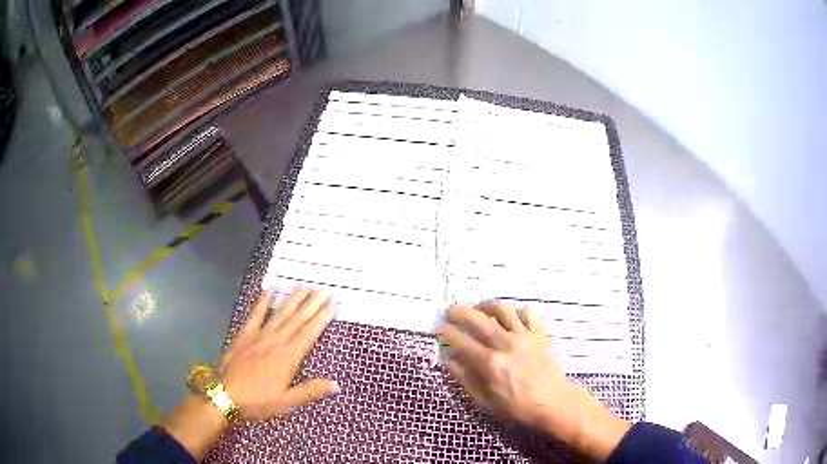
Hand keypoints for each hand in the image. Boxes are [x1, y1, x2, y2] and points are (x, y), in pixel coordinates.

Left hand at [221, 287, 338, 417]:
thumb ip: (310, 391)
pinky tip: (269, 291)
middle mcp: (275, 342)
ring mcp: (259, 336)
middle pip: (297, 320)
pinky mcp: (244, 335)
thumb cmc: (258, 400)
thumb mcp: (286, 402)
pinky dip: (262, 302)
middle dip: (311, 304)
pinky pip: (255, 315)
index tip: (332, 304)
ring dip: (292, 300)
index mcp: (288, 358)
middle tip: (323, 289)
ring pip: (279, 314)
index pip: (308, 334)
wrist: (225, 394)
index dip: (321, 319)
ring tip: (304, 287)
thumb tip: (337, 385)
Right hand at [440, 302, 630, 460]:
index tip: (440, 328)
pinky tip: (512, 314)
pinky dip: (518, 310)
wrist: (553, 402)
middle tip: (451, 310)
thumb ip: (466, 380)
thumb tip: (450, 362)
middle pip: (478, 320)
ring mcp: (523, 336)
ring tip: (479, 307)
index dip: (448, 333)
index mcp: (489, 363)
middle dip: (460, 312)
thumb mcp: (486, 401)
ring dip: (487, 305)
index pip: (462, 342)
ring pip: (503, 310)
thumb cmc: (517, 406)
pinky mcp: (538, 335)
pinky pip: (528, 315)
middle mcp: (505, 344)